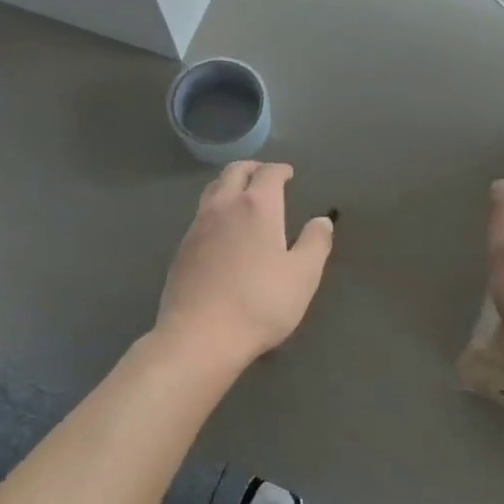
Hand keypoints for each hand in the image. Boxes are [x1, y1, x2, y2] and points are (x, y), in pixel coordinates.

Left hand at [156, 161, 334, 376]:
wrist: (200, 336)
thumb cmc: (260, 304)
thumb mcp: (303, 276)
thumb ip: (316, 243)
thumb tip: (322, 220)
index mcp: (257, 206)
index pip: (269, 173)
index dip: (280, 170)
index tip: (288, 173)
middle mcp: (224, 206)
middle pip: (234, 172)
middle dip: (252, 168)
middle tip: (264, 175)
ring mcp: (198, 226)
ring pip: (212, 189)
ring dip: (229, 183)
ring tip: (241, 194)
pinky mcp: (182, 248)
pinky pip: (200, 214)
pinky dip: (215, 208)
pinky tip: (221, 228)